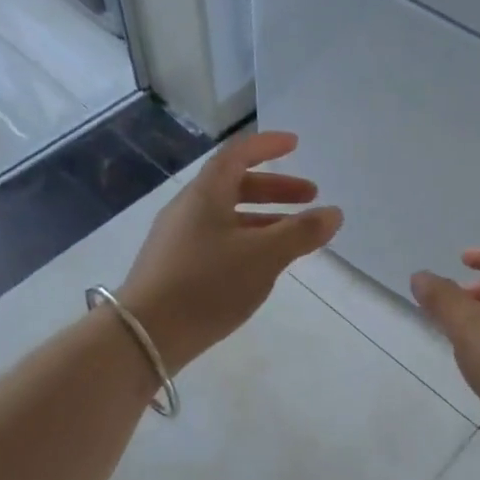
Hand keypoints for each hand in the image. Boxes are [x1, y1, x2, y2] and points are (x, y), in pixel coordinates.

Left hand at [119, 132, 341, 372]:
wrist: (145, 334)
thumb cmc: (208, 284)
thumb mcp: (264, 257)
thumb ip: (301, 233)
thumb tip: (334, 213)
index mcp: (206, 194)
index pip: (237, 155)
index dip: (267, 145)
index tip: (295, 144)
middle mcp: (189, 209)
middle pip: (235, 185)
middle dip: (276, 188)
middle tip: (310, 198)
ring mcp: (179, 238)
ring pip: (228, 216)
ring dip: (265, 218)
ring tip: (295, 236)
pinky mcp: (176, 266)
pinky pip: (219, 239)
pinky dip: (248, 240)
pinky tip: (263, 264)